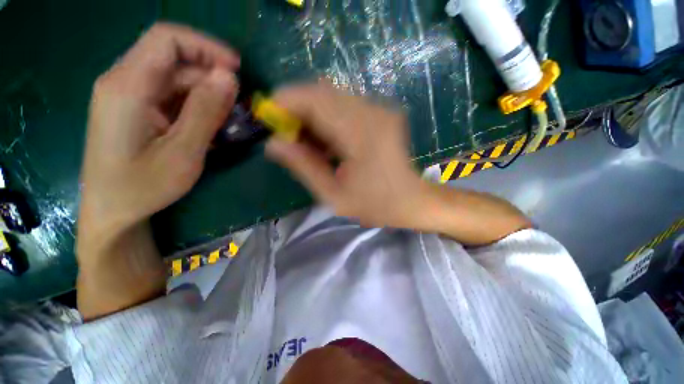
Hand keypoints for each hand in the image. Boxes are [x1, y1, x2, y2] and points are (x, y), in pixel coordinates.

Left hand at [79, 23, 239, 242]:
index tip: (237, 70)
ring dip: (206, 96)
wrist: (112, 211)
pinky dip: (194, 107)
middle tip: (238, 107)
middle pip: (174, 60)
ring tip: (227, 123)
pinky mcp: (134, 109)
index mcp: (127, 86)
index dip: (206, 47)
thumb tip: (229, 78)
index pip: (167, 40)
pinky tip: (208, 128)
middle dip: (211, 78)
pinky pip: (170, 96)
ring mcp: (127, 95)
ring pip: (175, 79)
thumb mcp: (183, 152)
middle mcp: (123, 81)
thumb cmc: (143, 187)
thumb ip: (206, 112)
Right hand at [266, 83, 531, 243]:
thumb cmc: (378, 205)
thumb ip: (303, 167)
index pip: (315, 99)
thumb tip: (273, 144)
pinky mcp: (381, 113)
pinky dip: (328, 118)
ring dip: (312, 114)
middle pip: (322, 92)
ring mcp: (380, 110)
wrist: (414, 201)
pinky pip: (345, 106)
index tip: (269, 117)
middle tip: (287, 135)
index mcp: (361, 134)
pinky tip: (326, 141)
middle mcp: (372, 112)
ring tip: (306, 142)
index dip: (286, 101)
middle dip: (297, 109)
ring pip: (333, 97)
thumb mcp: (335, 196)